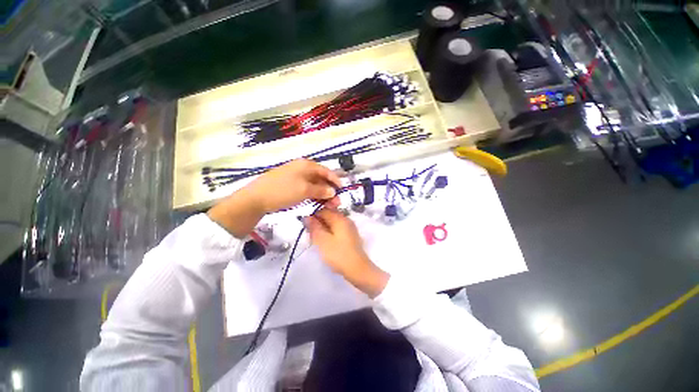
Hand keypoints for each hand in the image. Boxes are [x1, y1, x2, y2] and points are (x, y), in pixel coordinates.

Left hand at [208, 159, 340, 237]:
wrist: (256, 198)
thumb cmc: (283, 191)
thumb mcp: (304, 190)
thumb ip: (321, 190)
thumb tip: (333, 191)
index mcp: (306, 165)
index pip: (326, 171)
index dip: (335, 180)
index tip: (342, 190)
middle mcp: (302, 168)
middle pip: (321, 178)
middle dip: (330, 189)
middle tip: (336, 202)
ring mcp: (295, 176)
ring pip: (314, 184)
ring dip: (322, 194)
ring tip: (328, 205)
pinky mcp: (290, 185)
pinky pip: (306, 188)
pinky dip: (313, 195)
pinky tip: (317, 202)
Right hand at [306, 208, 388, 297]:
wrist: (357, 269)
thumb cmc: (338, 254)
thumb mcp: (322, 241)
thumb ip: (314, 227)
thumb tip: (307, 216)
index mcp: (339, 218)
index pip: (323, 210)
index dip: (313, 215)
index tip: (305, 225)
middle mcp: (346, 219)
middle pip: (329, 214)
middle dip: (318, 222)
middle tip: (310, 233)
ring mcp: (349, 227)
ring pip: (333, 222)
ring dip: (323, 227)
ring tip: (316, 238)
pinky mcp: (350, 235)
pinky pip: (337, 228)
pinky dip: (330, 232)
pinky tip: (325, 241)